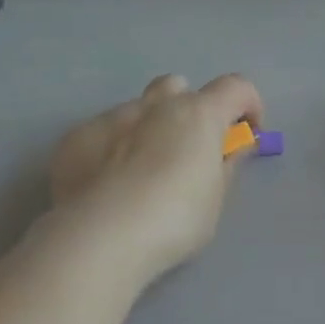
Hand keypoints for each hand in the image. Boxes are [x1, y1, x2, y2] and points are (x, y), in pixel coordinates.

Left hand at [50, 74, 265, 282]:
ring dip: (145, 131)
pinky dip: (109, 151)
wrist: (101, 236)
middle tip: (186, 150)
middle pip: (177, 88)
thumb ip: (223, 167)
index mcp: (197, 114)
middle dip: (186, 109)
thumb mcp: (214, 201)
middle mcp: (154, 105)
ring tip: (138, 176)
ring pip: (135, 111)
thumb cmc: (174, 220)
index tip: (246, 137)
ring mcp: (110, 117)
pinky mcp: (75, 138)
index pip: (236, 87)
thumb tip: (229, 149)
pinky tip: (103, 188)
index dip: (248, 106)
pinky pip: (100, 134)